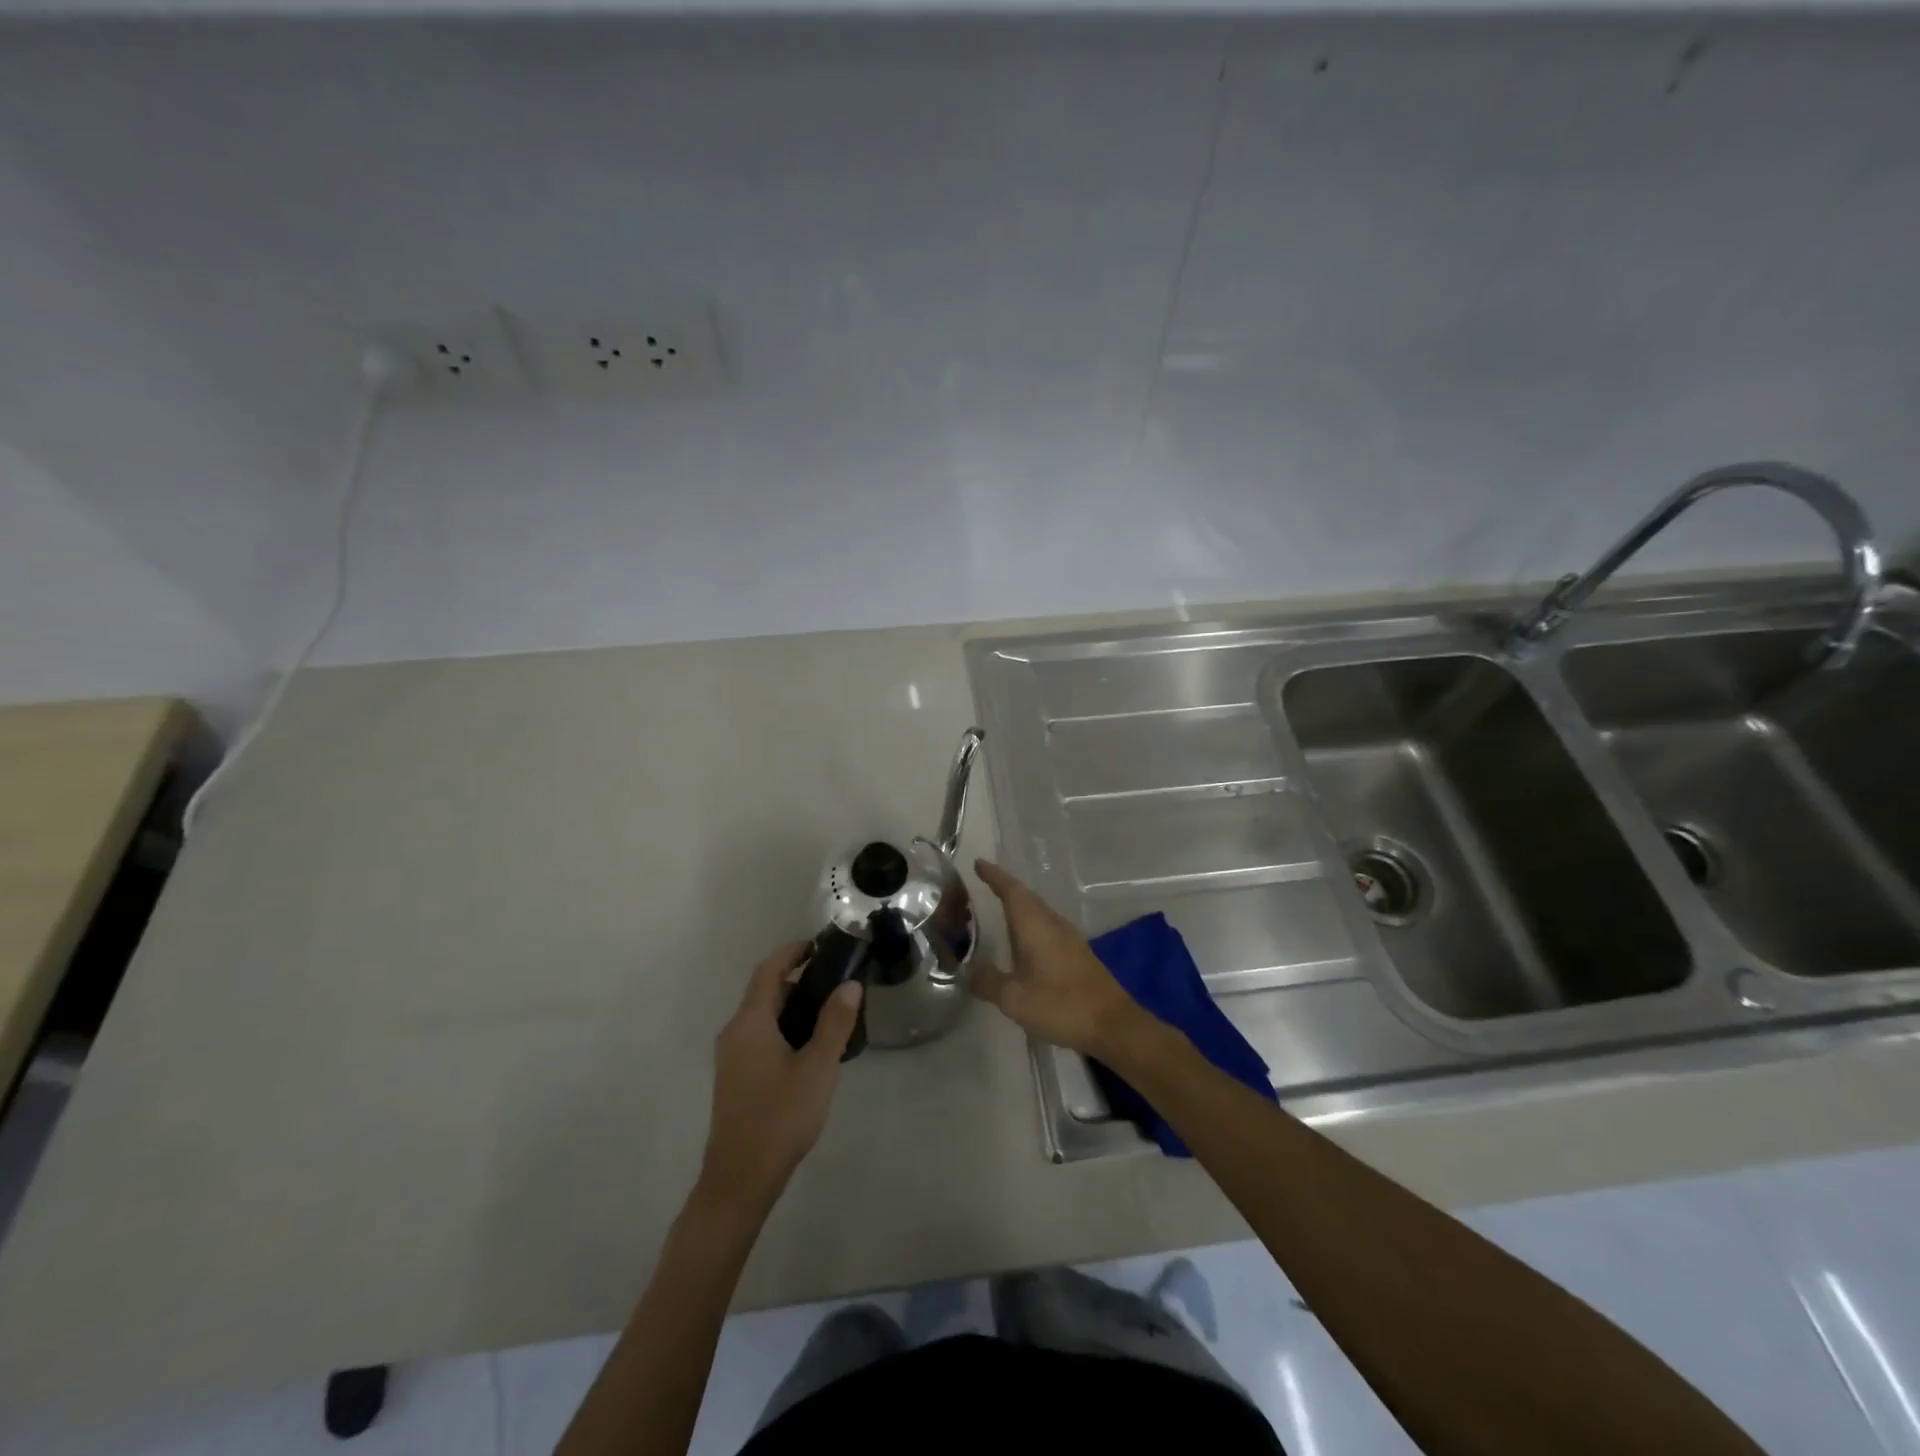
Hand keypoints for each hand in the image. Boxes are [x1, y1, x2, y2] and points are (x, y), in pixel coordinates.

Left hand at [699, 943, 862, 1212]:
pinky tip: (812, 1046)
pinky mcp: (736, 1076)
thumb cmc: (779, 1119)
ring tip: (832, 1011)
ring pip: (764, 1015)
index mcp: (750, 1023)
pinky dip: (785, 1026)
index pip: (768, 970)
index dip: (793, 952)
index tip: (822, 945)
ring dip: (794, 1005)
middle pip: (766, 991)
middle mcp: (735, 1032)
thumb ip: (835, 1024)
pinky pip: (761, 1035)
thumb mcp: (817, 1069)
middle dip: (799, 979)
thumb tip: (850, 985)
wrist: (739, 1181)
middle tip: (838, 980)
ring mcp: (732, 1056)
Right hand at [968, 859, 1142, 1058]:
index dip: (994, 876)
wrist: (1112, 1025)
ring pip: (1038, 912)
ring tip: (999, 909)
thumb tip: (966, 970)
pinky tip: (1024, 941)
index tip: (978, 863)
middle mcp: (1052, 923)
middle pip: (1026, 897)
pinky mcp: (1077, 953)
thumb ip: (988, 981)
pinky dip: (1030, 925)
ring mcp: (1069, 937)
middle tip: (983, 884)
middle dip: (1005, 888)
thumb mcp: (1014, 998)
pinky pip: (1047, 927)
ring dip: (1019, 906)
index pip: (1011, 890)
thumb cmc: (1061, 1005)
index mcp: (1035, 925)